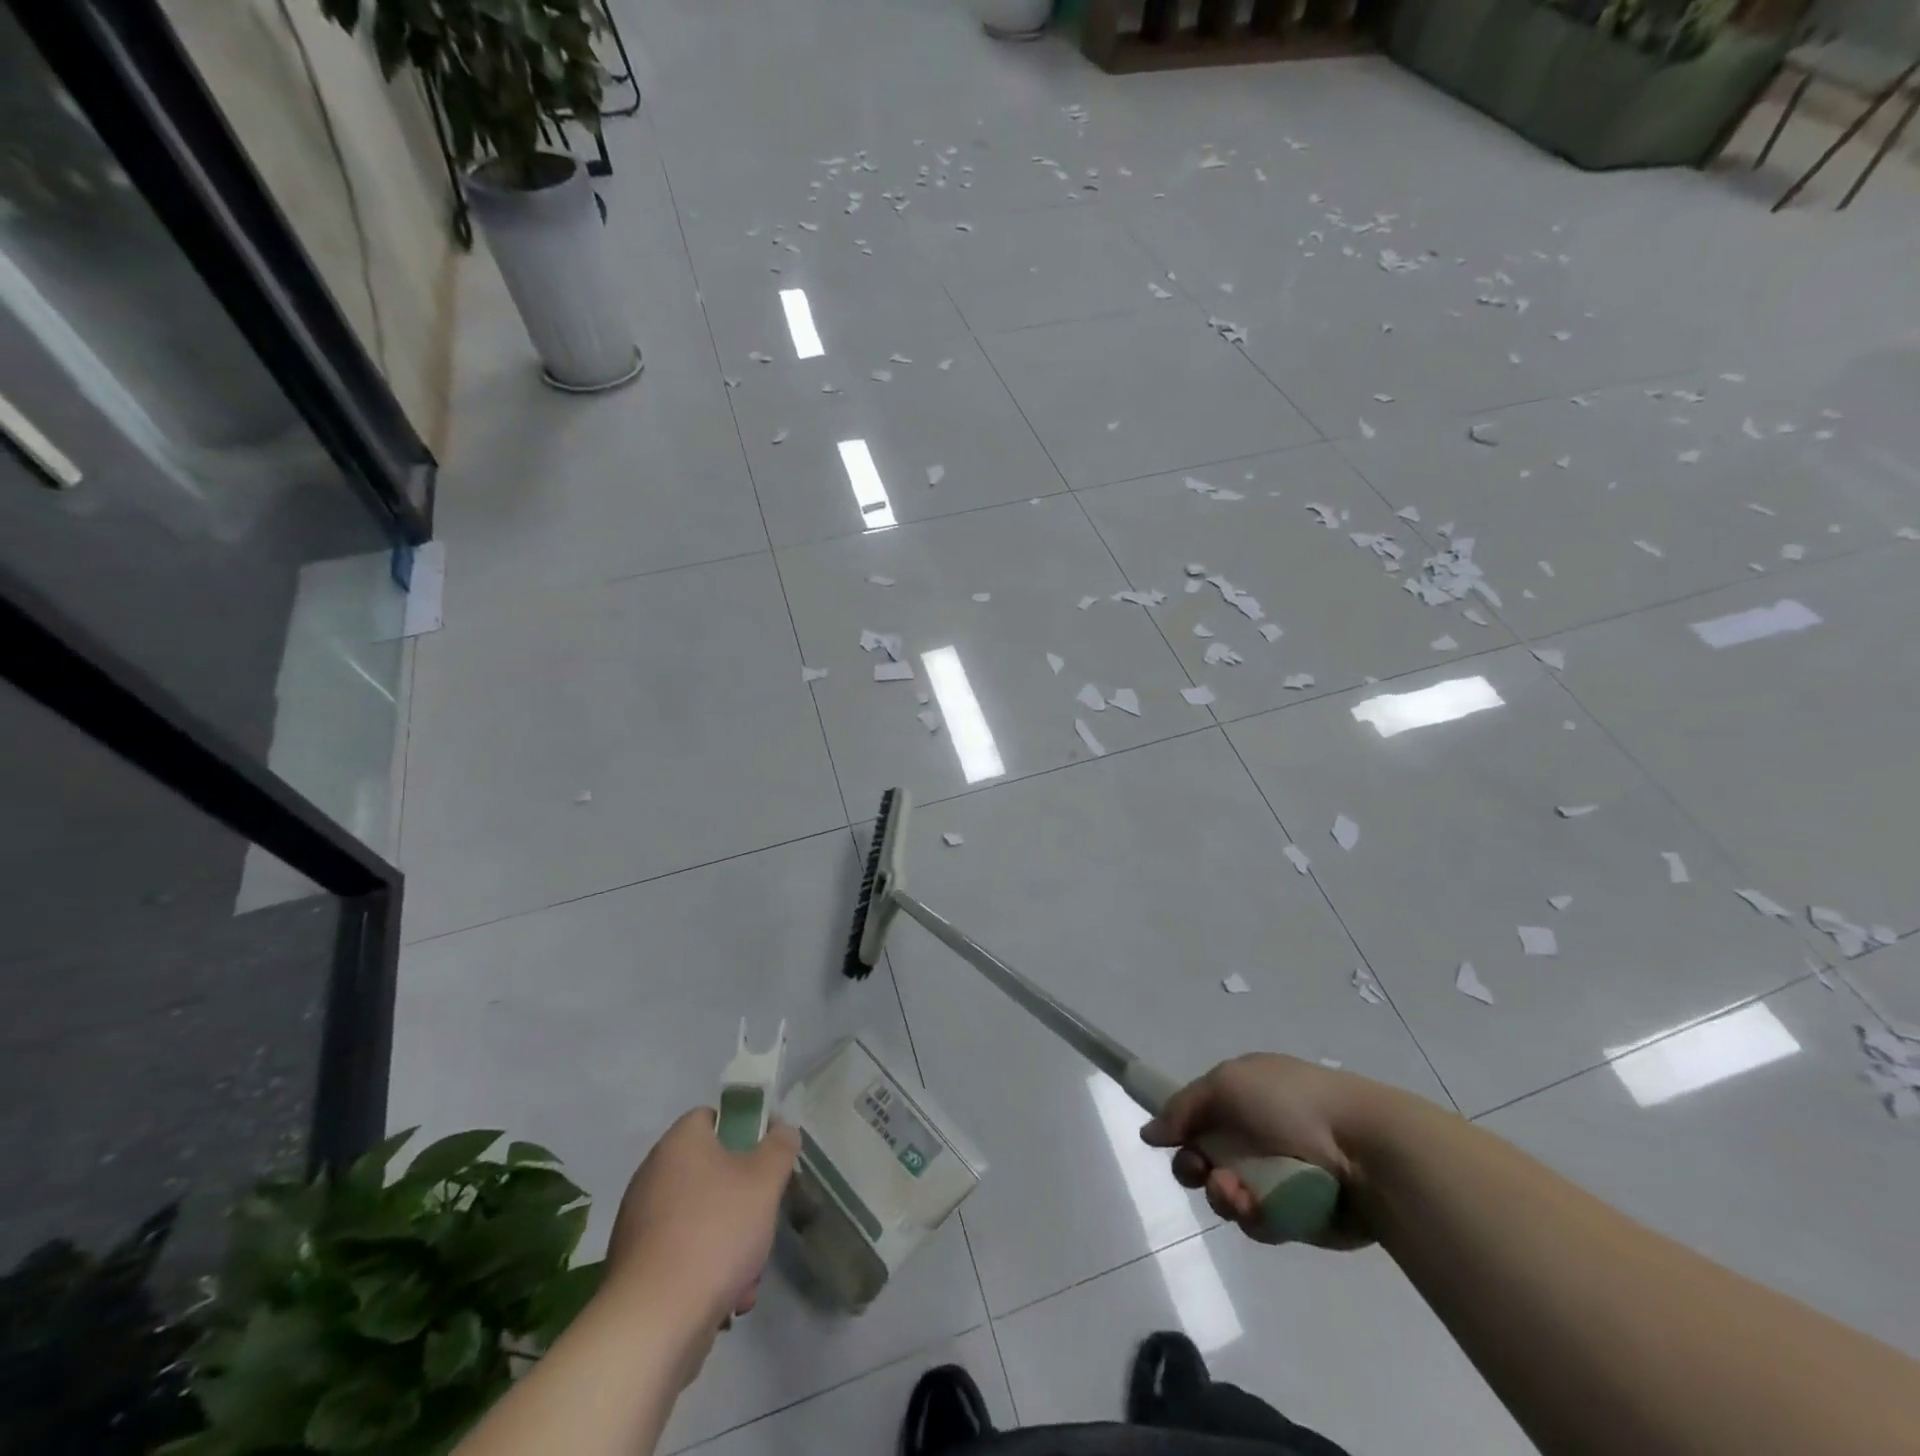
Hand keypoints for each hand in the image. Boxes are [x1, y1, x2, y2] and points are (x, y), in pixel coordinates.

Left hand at [605, 1109, 799, 1348]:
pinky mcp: (636, 1268)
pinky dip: (706, 1271)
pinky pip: (683, 1254)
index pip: (711, 1117)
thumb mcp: (765, 1180)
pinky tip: (726, 1300)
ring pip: (702, 1218)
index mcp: (678, 1144)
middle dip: (743, 1200)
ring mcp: (640, 1224)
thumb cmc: (715, 1232)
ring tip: (748, 1274)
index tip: (764, 1159)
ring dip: (731, 1242)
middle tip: (762, 1219)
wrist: (654, 1323)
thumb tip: (780, 1130)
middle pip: (711, 1173)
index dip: (742, 1131)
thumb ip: (780, 1147)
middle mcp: (653, 1176)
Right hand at [1140, 1053, 1396, 1249]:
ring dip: (1223, 1195)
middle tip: (1203, 1172)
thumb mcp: (1227, 1084)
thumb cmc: (1292, 1104)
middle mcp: (1256, 1133)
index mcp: (1245, 1094)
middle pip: (1205, 1159)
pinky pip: (1258, 1222)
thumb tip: (1149, 1133)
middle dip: (1195, 1169)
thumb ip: (1183, 1108)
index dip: (1179, 1131)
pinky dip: (1255, 1216)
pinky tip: (1263, 1210)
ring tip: (1239, 1195)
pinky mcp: (1296, 1215)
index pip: (1197, 1115)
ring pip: (1227, 1195)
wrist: (1365, 1150)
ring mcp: (1276, 1176)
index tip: (1171, 1144)